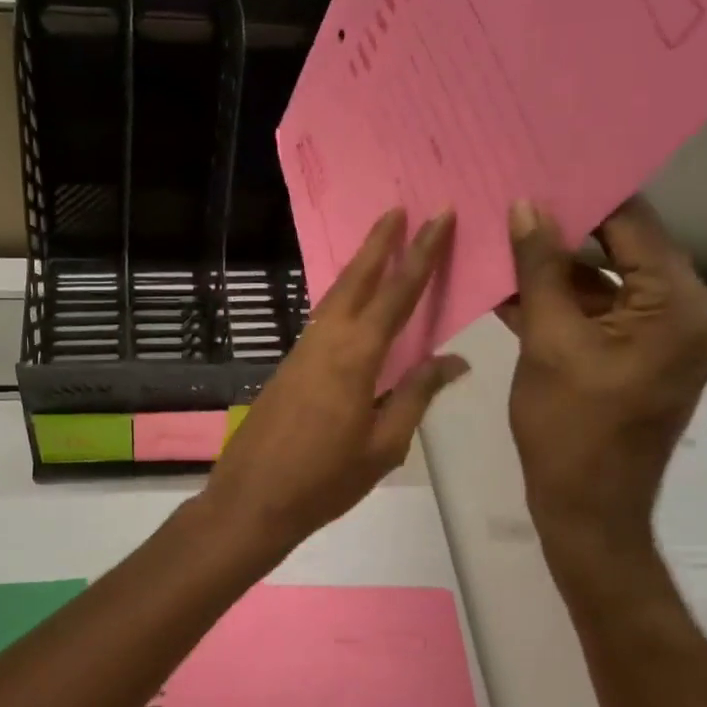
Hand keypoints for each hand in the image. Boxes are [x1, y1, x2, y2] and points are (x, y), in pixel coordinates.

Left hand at [201, 207, 467, 559]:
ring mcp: (302, 352)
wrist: (253, 499)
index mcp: (355, 357)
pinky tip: (352, 303)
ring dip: (359, 267)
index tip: (437, 216)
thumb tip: (452, 360)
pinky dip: (342, 298)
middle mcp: (326, 342)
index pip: (397, 294)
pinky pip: (323, 320)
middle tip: (398, 207)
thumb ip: (415, 396)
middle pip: (356, 280)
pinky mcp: (289, 367)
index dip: (421, 254)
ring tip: (380, 243)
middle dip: (379, 242)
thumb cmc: (325, 480)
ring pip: (335, 297)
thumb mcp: (383, 445)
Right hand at [502, 197, 706, 560]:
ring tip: (501, 232)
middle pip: (621, 249)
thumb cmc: (570, 427)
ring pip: (603, 281)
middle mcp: (683, 312)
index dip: (585, 194)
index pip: (634, 225)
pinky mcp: (633, 355)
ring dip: (554, 265)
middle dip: (564, 226)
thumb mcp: (549, 342)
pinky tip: (508, 280)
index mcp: (679, 305)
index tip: (537, 165)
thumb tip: (525, 206)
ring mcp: (659, 336)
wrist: (586, 508)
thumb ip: (540, 269)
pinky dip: (559, 300)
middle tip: (512, 195)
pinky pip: (597, 312)